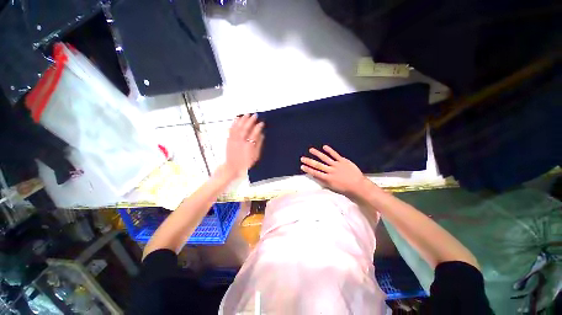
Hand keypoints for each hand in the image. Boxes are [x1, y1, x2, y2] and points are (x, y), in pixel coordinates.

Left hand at [221, 114, 263, 178]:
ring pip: (238, 127)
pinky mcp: (229, 139)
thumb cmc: (246, 162)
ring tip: (247, 114)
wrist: (233, 167)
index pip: (255, 133)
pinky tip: (237, 119)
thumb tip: (262, 135)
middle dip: (251, 121)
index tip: (262, 123)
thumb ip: (259, 144)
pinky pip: (231, 129)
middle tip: (255, 115)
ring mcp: (234, 139)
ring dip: (243, 120)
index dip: (258, 127)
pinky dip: (234, 123)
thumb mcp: (256, 156)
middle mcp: (241, 141)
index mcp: (249, 145)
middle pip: (246, 128)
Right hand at [300, 145, 373, 196]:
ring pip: (325, 158)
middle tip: (302, 158)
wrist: (358, 186)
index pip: (315, 173)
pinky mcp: (342, 161)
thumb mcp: (333, 187)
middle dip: (309, 161)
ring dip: (317, 154)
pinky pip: (335, 155)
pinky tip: (324, 147)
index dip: (308, 169)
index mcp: (328, 178)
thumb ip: (324, 181)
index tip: (302, 166)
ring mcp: (336, 165)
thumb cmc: (345, 188)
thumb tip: (316, 176)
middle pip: (318, 165)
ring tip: (311, 150)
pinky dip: (330, 150)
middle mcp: (330, 171)